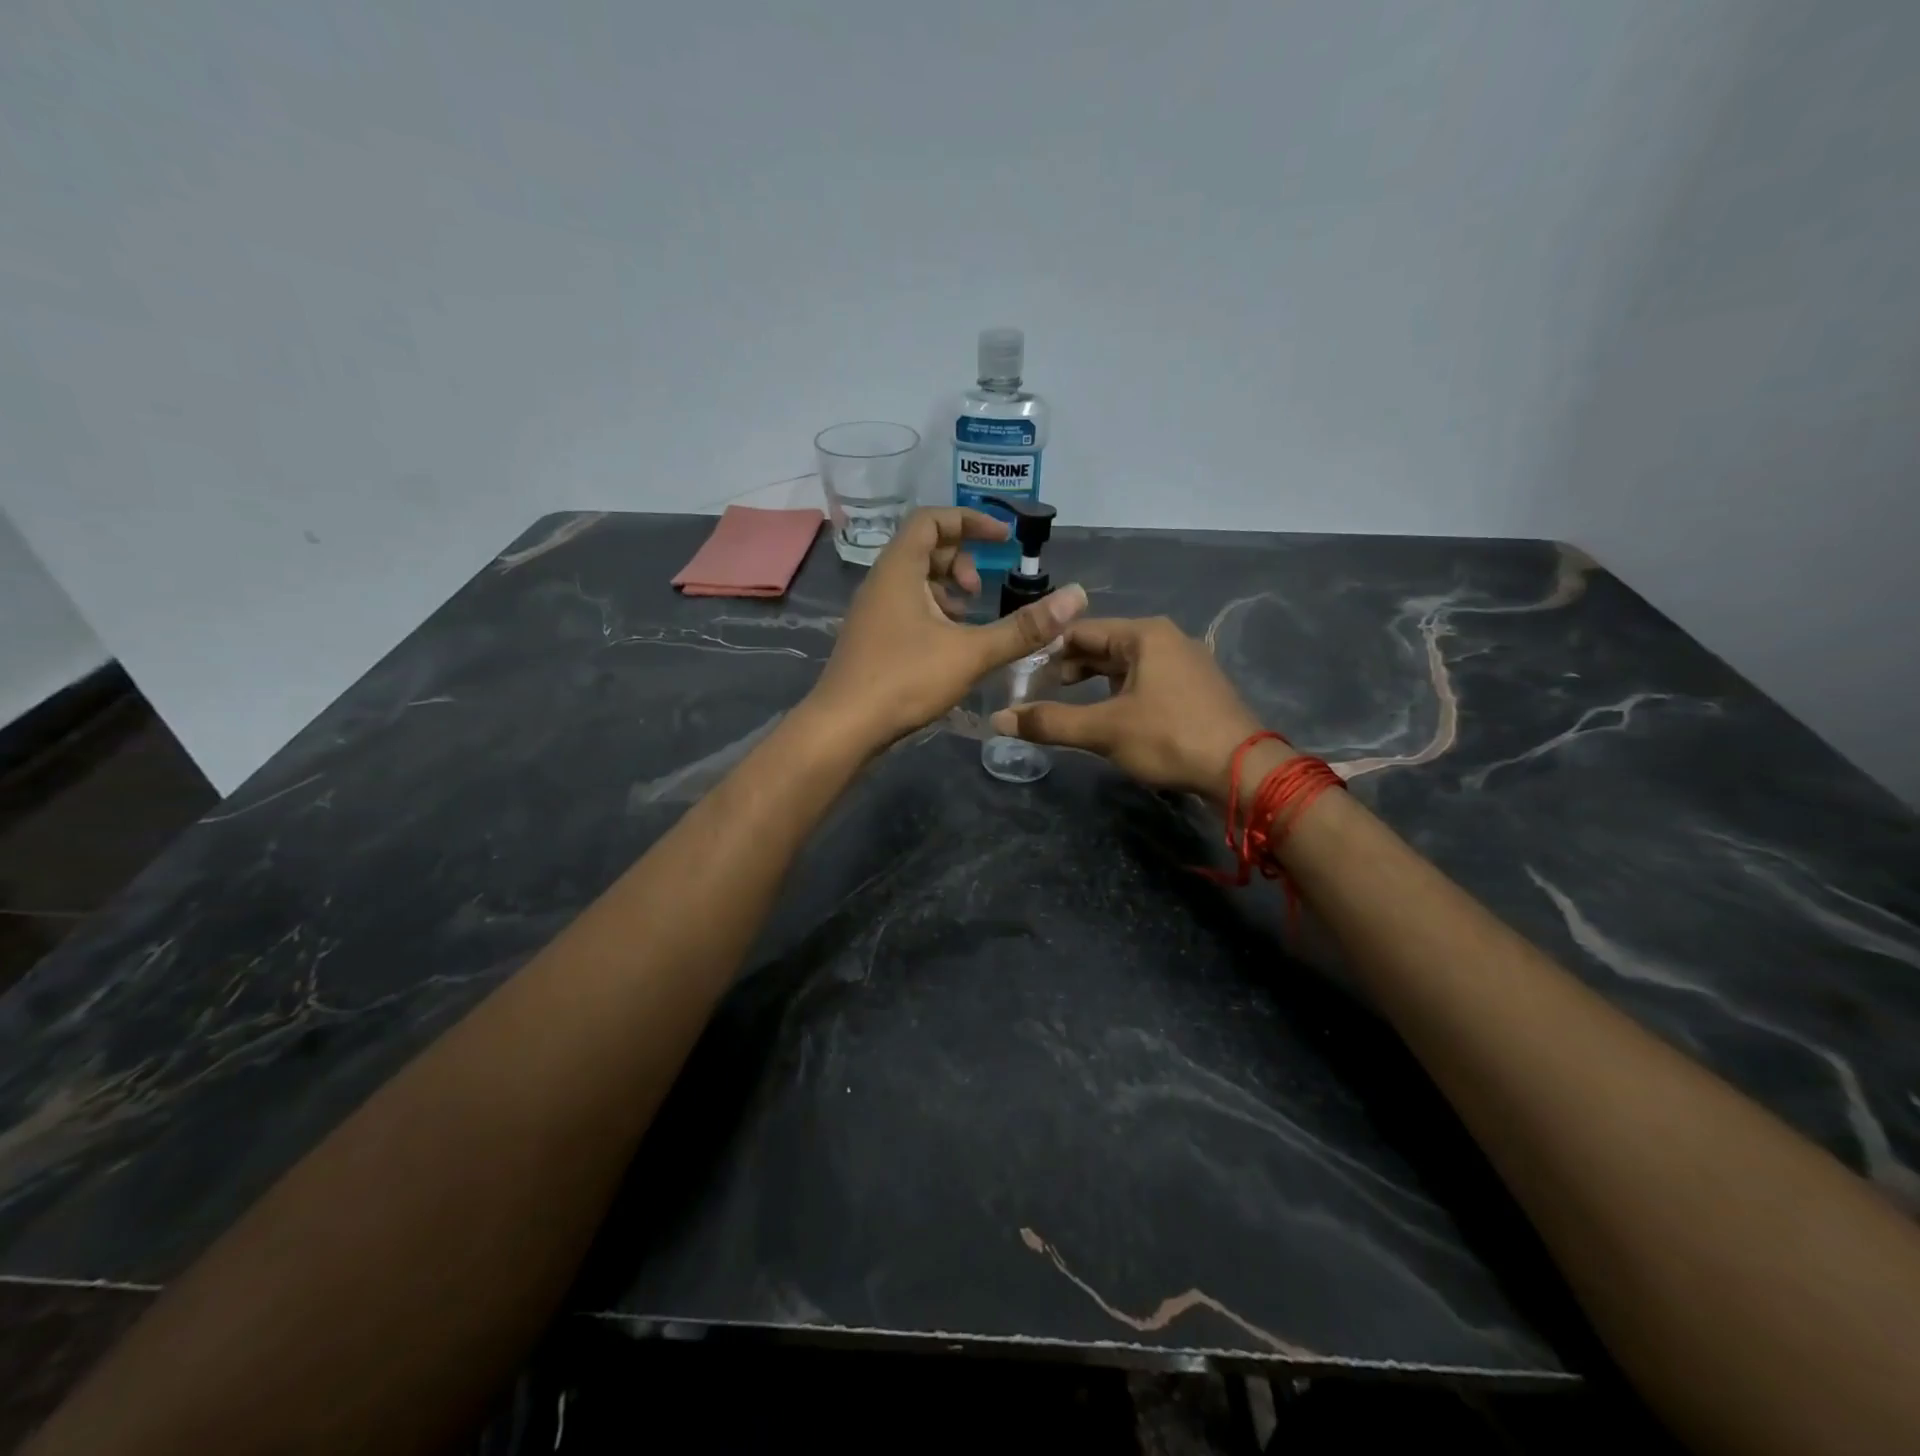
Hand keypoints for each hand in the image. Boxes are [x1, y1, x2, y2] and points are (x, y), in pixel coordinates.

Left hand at [807, 508, 1087, 748]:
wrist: (843, 728)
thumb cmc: (904, 680)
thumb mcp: (971, 652)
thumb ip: (1023, 628)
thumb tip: (1076, 597)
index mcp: (899, 570)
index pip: (932, 519)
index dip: (970, 521)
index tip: (1004, 540)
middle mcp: (881, 583)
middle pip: (923, 549)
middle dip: (960, 560)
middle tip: (981, 591)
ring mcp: (873, 613)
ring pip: (914, 582)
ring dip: (947, 591)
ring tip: (970, 619)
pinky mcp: (872, 641)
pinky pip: (906, 609)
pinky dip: (933, 614)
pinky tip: (949, 647)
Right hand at [990, 616, 1284, 801]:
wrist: (1242, 772)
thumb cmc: (1169, 738)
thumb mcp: (1104, 730)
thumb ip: (1050, 722)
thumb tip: (999, 720)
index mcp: (1144, 634)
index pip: (1081, 631)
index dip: (1047, 651)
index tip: (1022, 676)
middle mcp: (1166, 639)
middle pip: (1104, 647)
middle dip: (1070, 669)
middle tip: (1039, 695)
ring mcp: (1185, 663)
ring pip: (1126, 666)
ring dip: (1095, 684)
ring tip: (1068, 708)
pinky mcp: (1195, 689)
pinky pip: (1146, 682)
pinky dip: (1121, 694)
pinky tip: (1109, 718)